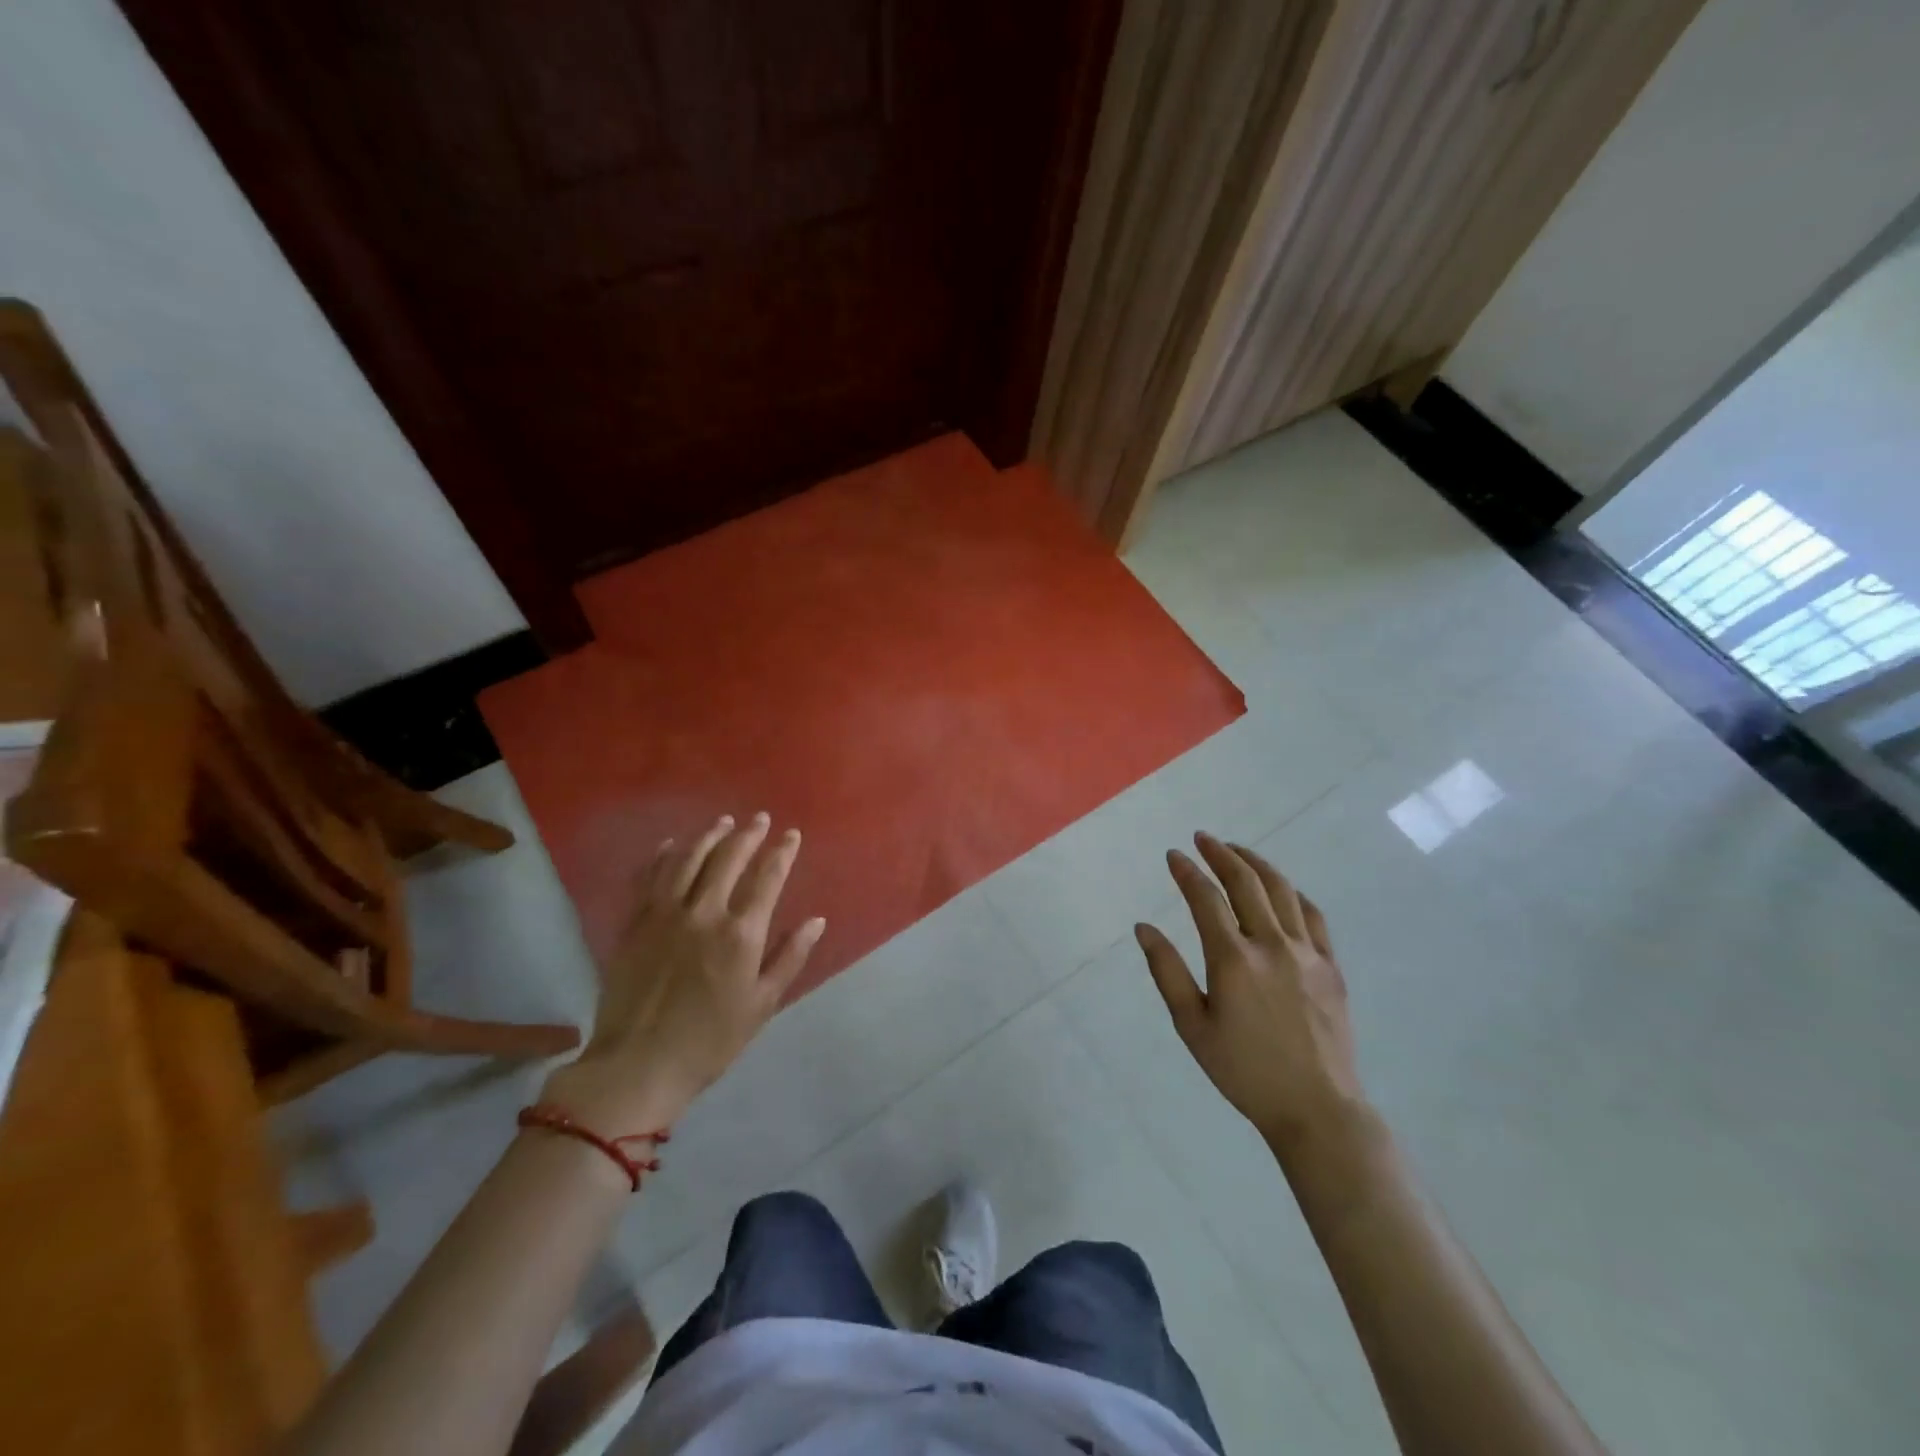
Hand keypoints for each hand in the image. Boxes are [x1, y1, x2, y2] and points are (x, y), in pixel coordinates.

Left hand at [541, 813, 825, 1134]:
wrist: (638, 1064)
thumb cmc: (710, 1040)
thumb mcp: (762, 1004)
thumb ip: (790, 957)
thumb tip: (816, 921)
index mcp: (740, 934)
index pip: (767, 878)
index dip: (782, 852)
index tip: (791, 835)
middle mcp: (704, 912)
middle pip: (728, 859)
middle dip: (748, 835)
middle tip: (759, 819)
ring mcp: (664, 914)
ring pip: (688, 860)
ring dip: (709, 836)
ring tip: (723, 822)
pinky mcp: (634, 923)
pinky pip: (649, 878)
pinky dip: (663, 856)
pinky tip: (672, 844)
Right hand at [1135, 833, 1368, 1158]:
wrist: (1316, 1108)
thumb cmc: (1244, 1071)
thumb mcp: (1192, 1026)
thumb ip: (1167, 972)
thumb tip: (1143, 928)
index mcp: (1233, 960)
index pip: (1206, 900)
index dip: (1187, 872)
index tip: (1173, 855)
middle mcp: (1271, 945)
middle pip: (1246, 883)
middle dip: (1221, 854)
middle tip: (1203, 838)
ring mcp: (1306, 953)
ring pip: (1282, 891)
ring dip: (1256, 863)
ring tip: (1237, 850)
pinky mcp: (1330, 967)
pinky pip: (1313, 916)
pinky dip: (1293, 893)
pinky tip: (1281, 889)